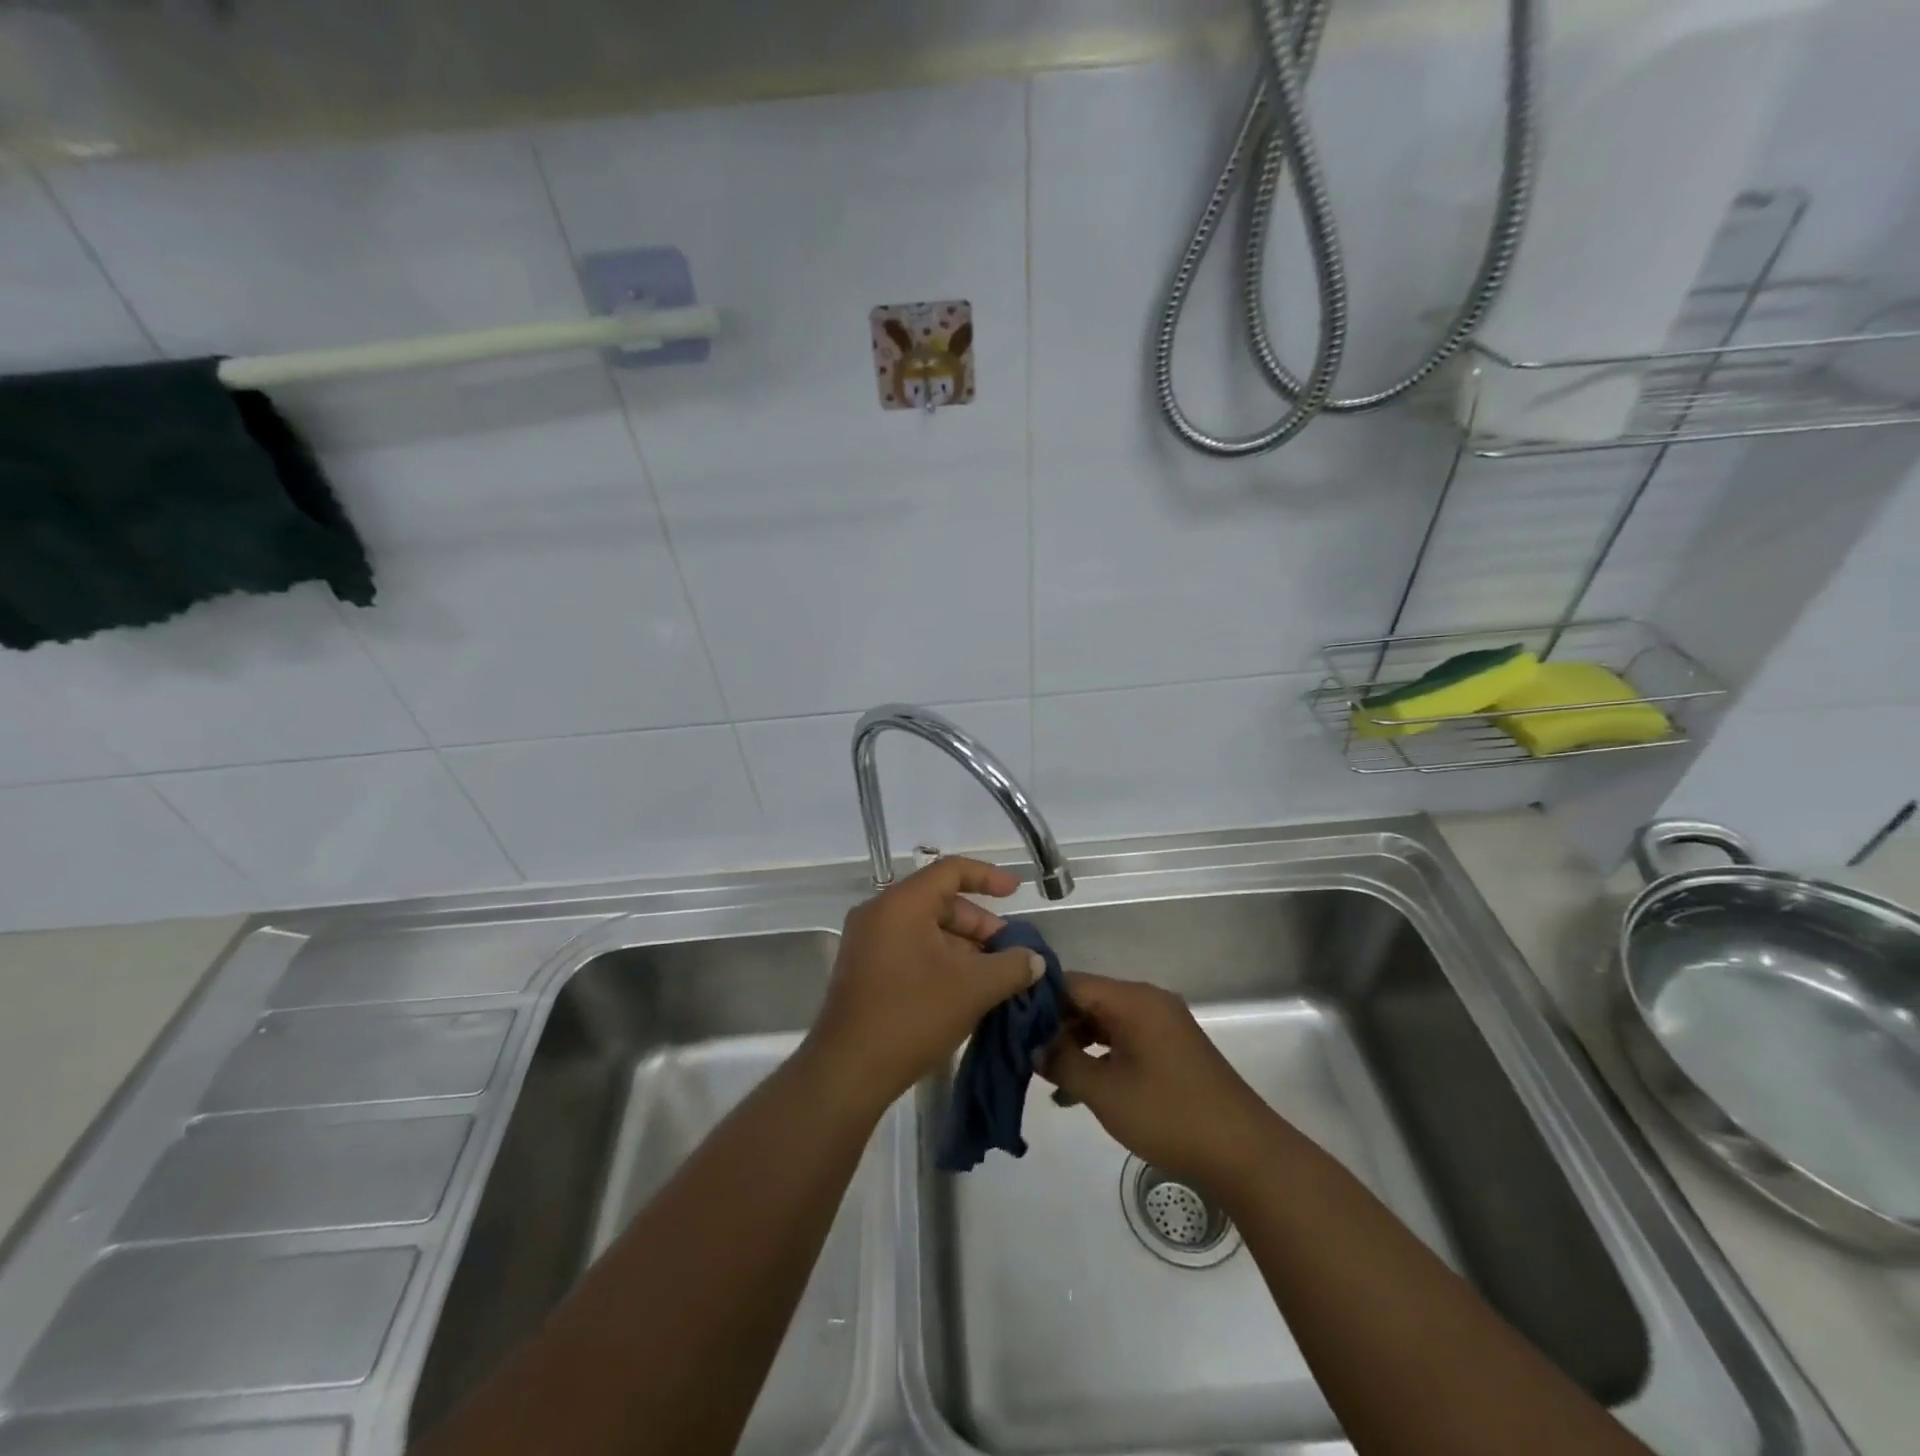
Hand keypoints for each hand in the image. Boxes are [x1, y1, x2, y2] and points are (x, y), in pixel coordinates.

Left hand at [805, 858, 1045, 1111]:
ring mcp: (867, 942)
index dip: (988, 876)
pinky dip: (940, 959)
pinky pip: (909, 948)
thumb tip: (1034, 960)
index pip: (950, 870)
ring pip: (925, 928)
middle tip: (1009, 951)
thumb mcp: (973, 988)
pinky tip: (964, 989)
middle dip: (979, 923)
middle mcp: (879, 913)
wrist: (848, 1070)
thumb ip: (1011, 967)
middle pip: (939, 901)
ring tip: (994, 975)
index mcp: (902, 903)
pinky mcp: (863, 969)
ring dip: (963, 946)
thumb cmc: (913, 1015)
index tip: (1017, 892)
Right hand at [1041, 972, 1279, 1189]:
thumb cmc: (1169, 1115)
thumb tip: (1034, 1047)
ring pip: (1104, 1021)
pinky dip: (1100, 1056)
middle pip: (1087, 999)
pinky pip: (1124, 1039)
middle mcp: (1147, 1001)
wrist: (1243, 1153)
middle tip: (1023, 1054)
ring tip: (1046, 1075)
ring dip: (1076, 1044)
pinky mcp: (1171, 1048)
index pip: (1070, 983)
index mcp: (1132, 999)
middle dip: (1054, 1025)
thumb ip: (1063, 1062)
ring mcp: (1162, 1024)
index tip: (1009, 1025)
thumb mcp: (1104, 1091)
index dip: (1037, 1002)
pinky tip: (1079, 1089)